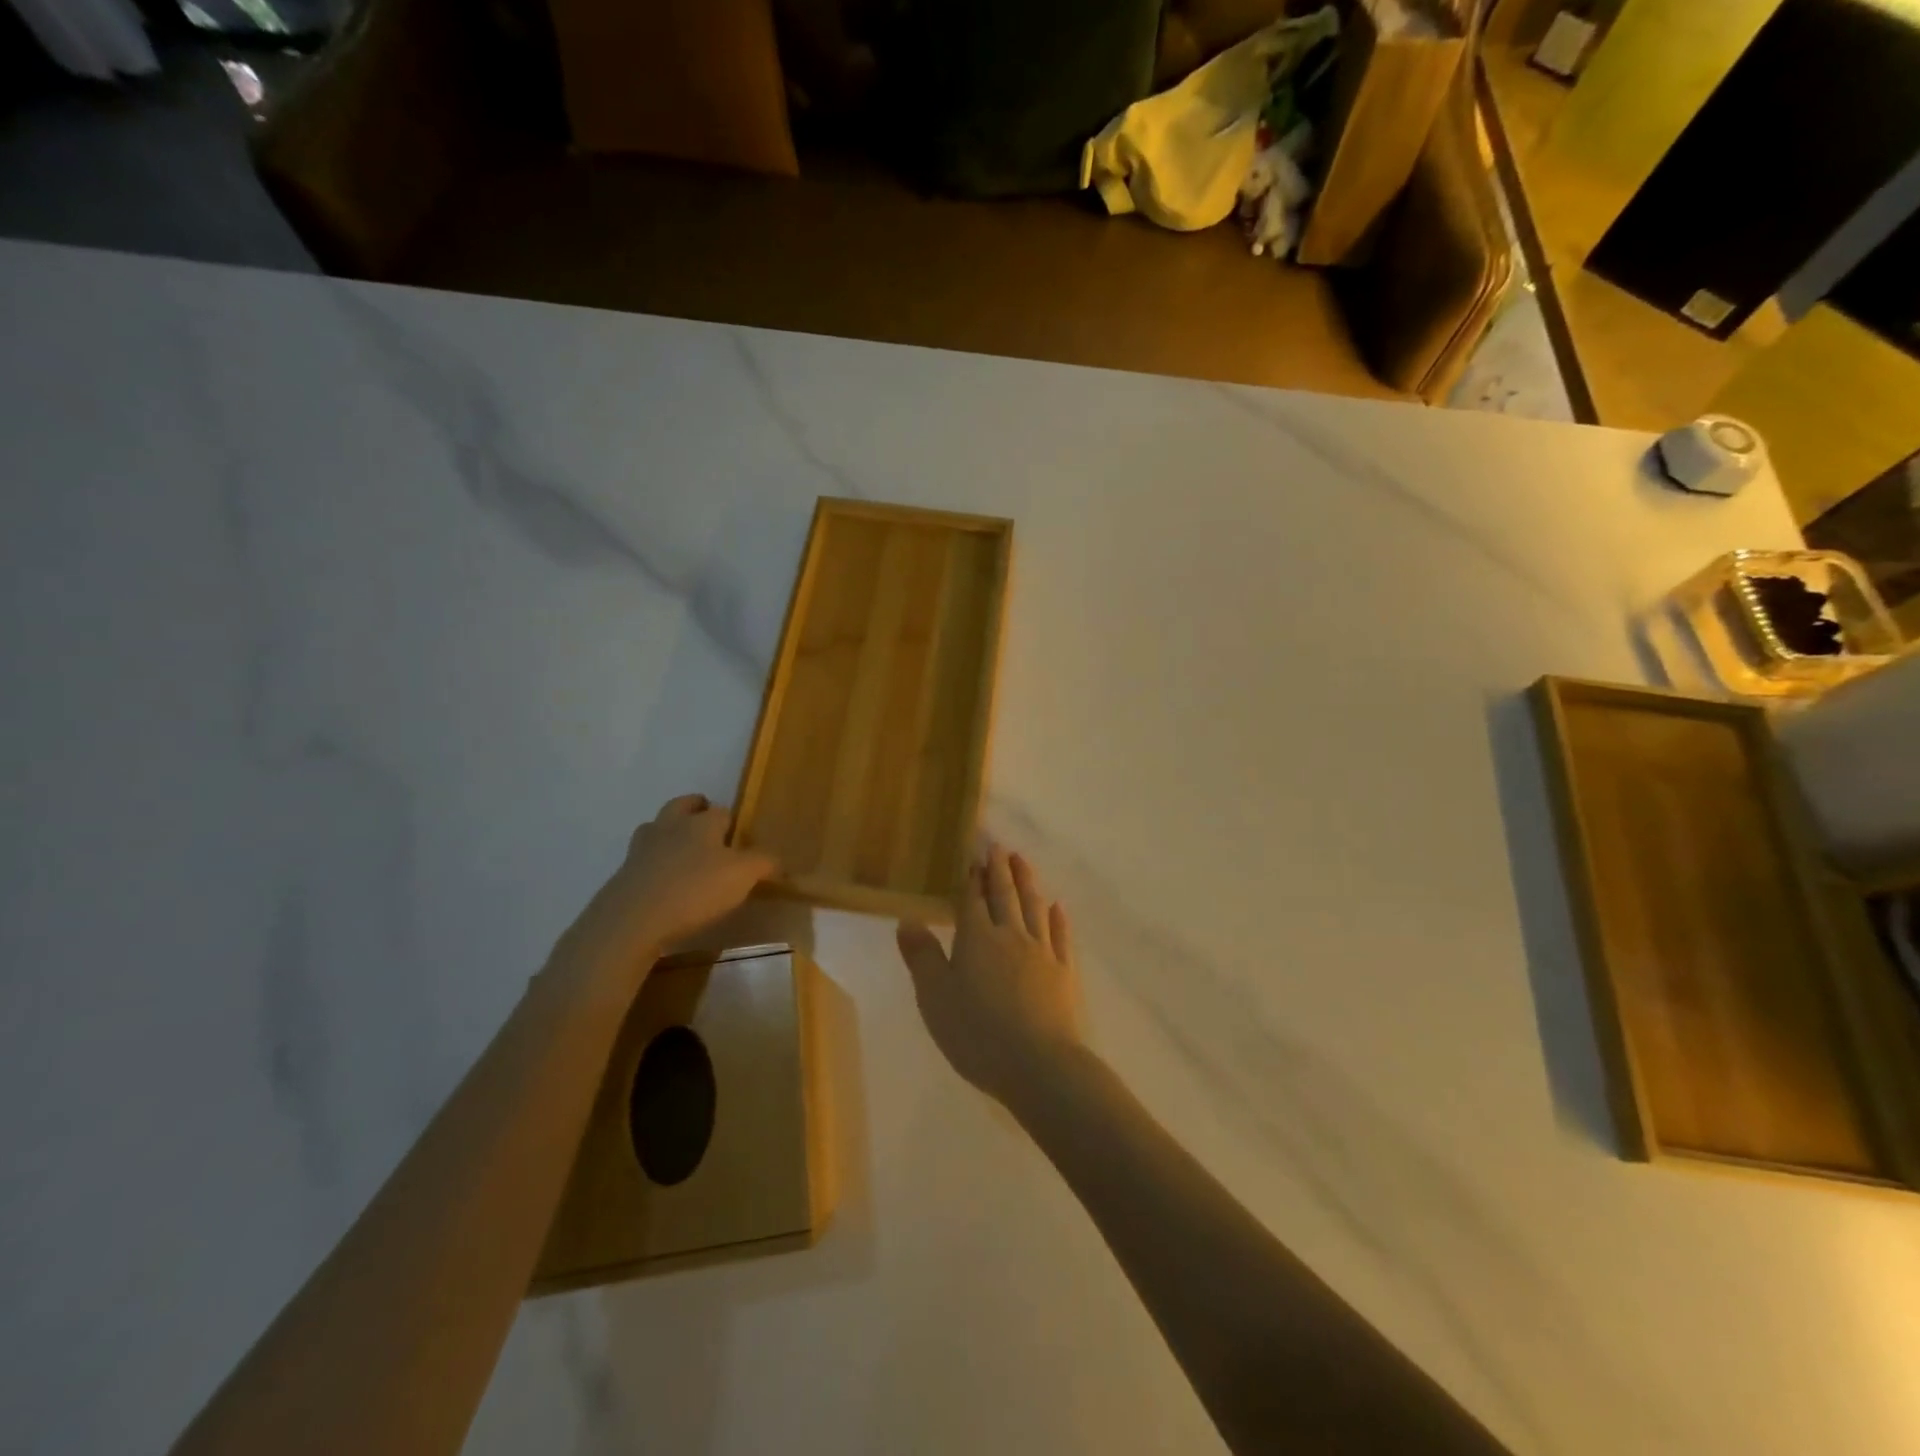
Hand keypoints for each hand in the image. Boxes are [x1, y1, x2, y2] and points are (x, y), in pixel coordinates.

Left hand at [557, 795, 776, 981]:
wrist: (632, 920)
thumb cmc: (694, 890)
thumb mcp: (742, 876)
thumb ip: (763, 863)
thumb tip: (778, 860)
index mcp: (701, 823)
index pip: (720, 811)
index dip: (731, 823)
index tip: (739, 840)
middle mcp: (669, 827)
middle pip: (681, 806)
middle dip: (694, 810)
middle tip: (706, 826)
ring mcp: (641, 850)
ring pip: (657, 829)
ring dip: (669, 835)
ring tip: (683, 855)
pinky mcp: (623, 875)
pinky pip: (643, 860)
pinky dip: (654, 865)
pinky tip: (664, 884)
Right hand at [897, 845, 1082, 1107]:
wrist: (1039, 1065)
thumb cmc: (977, 1033)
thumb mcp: (935, 998)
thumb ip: (922, 957)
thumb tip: (907, 919)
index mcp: (976, 939)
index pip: (972, 900)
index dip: (972, 877)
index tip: (974, 855)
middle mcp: (1011, 936)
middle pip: (1005, 896)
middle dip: (1000, 870)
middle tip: (999, 847)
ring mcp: (1042, 952)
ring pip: (1034, 907)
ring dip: (1027, 882)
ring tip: (1023, 861)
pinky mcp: (1065, 973)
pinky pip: (1061, 935)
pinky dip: (1058, 918)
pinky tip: (1057, 907)